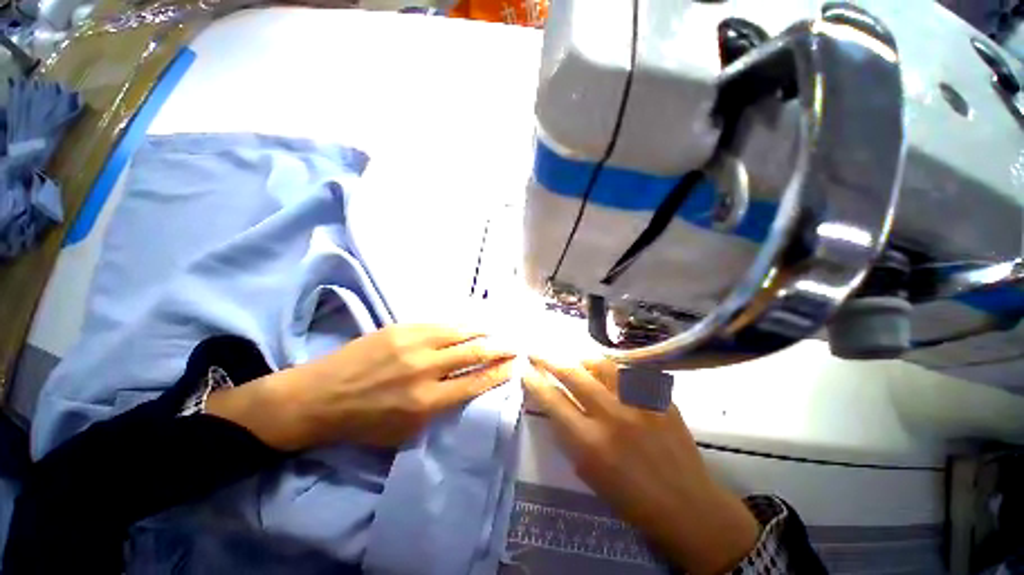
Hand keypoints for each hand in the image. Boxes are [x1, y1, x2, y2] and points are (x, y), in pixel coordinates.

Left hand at [207, 324, 515, 450]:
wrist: (319, 396)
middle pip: (474, 353)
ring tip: (498, 332)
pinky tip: (471, 324)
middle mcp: (425, 369)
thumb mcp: (405, 431)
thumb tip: (468, 388)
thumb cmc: (363, 423)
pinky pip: (441, 324)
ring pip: (461, 333)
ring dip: (484, 332)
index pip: (476, 383)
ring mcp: (414, 343)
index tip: (515, 365)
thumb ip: (440, 410)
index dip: (500, 373)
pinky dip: (461, 325)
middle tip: (515, 345)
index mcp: (426, 402)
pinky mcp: (403, 327)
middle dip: (500, 349)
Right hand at [523, 357, 759, 574]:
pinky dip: (611, 370)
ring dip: (581, 359)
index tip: (524, 368)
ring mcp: (638, 404)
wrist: (688, 506)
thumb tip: (555, 405)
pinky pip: (628, 373)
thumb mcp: (589, 473)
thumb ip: (569, 435)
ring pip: (601, 364)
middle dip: (548, 359)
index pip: (552, 401)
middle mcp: (612, 417)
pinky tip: (607, 373)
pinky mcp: (659, 399)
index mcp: (590, 443)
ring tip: (575, 361)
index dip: (534, 381)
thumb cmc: (631, 499)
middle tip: (537, 351)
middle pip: (572, 374)